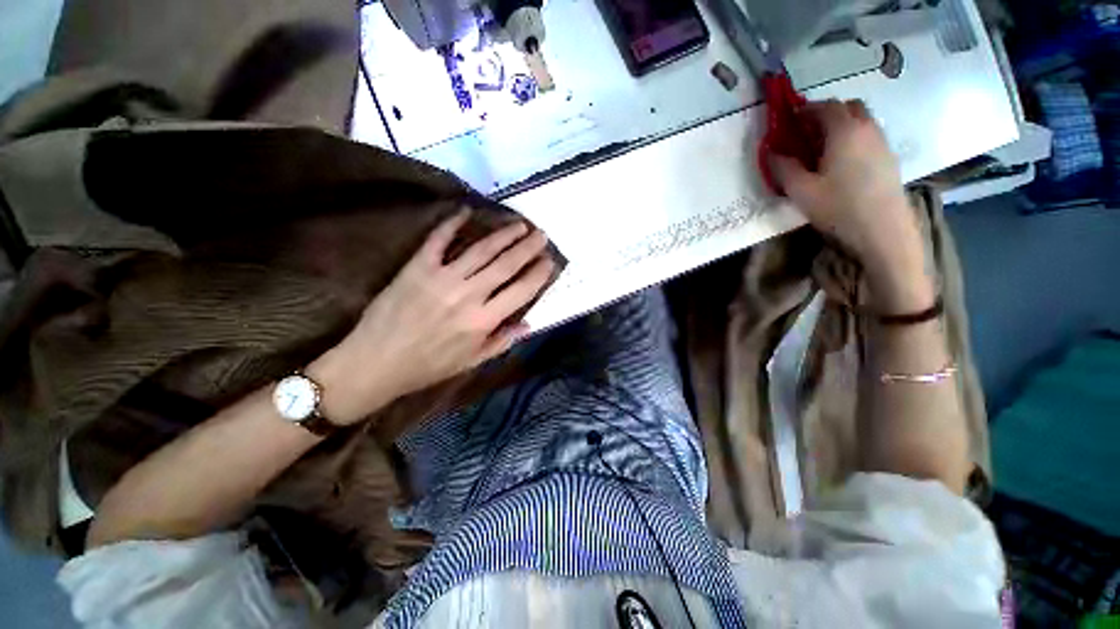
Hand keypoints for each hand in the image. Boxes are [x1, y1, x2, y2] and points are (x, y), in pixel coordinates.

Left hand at [308, 210, 555, 423]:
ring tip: (519, 225)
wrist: (376, 362)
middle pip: (506, 264)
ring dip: (503, 235)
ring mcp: (442, 278)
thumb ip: (502, 341)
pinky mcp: (417, 267)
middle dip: (528, 247)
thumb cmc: (429, 366)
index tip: (549, 261)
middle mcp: (469, 295)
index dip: (539, 273)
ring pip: (481, 250)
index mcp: (484, 321)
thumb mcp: (471, 361)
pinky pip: (438, 240)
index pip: (521, 290)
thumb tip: (529, 324)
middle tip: (541, 234)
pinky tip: (466, 211)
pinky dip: (452, 224)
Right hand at [770, 99, 932, 311]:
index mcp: (844, 131)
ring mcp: (882, 142)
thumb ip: (783, 168)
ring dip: (842, 124)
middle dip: (826, 113)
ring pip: (862, 119)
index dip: (805, 109)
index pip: (824, 106)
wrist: (883, 231)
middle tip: (807, 132)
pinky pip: (869, 135)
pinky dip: (854, 137)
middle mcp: (867, 128)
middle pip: (848, 106)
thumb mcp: (801, 191)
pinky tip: (842, 162)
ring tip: (822, 148)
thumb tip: (771, 152)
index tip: (789, 120)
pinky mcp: (889, 157)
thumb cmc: (839, 208)